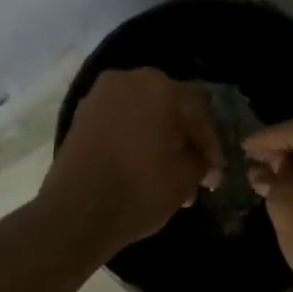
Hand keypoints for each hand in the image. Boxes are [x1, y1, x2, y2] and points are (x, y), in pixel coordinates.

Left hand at [41, 68, 225, 256]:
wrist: (77, 211)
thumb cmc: (140, 189)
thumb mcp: (186, 178)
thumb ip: (201, 161)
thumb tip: (202, 161)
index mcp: (162, 87)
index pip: (200, 111)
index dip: (211, 144)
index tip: (215, 173)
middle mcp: (129, 80)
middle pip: (170, 106)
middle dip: (184, 137)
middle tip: (195, 169)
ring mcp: (100, 96)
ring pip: (143, 114)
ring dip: (159, 138)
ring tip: (169, 173)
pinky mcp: (81, 117)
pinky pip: (120, 122)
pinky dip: (134, 139)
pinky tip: (142, 167)